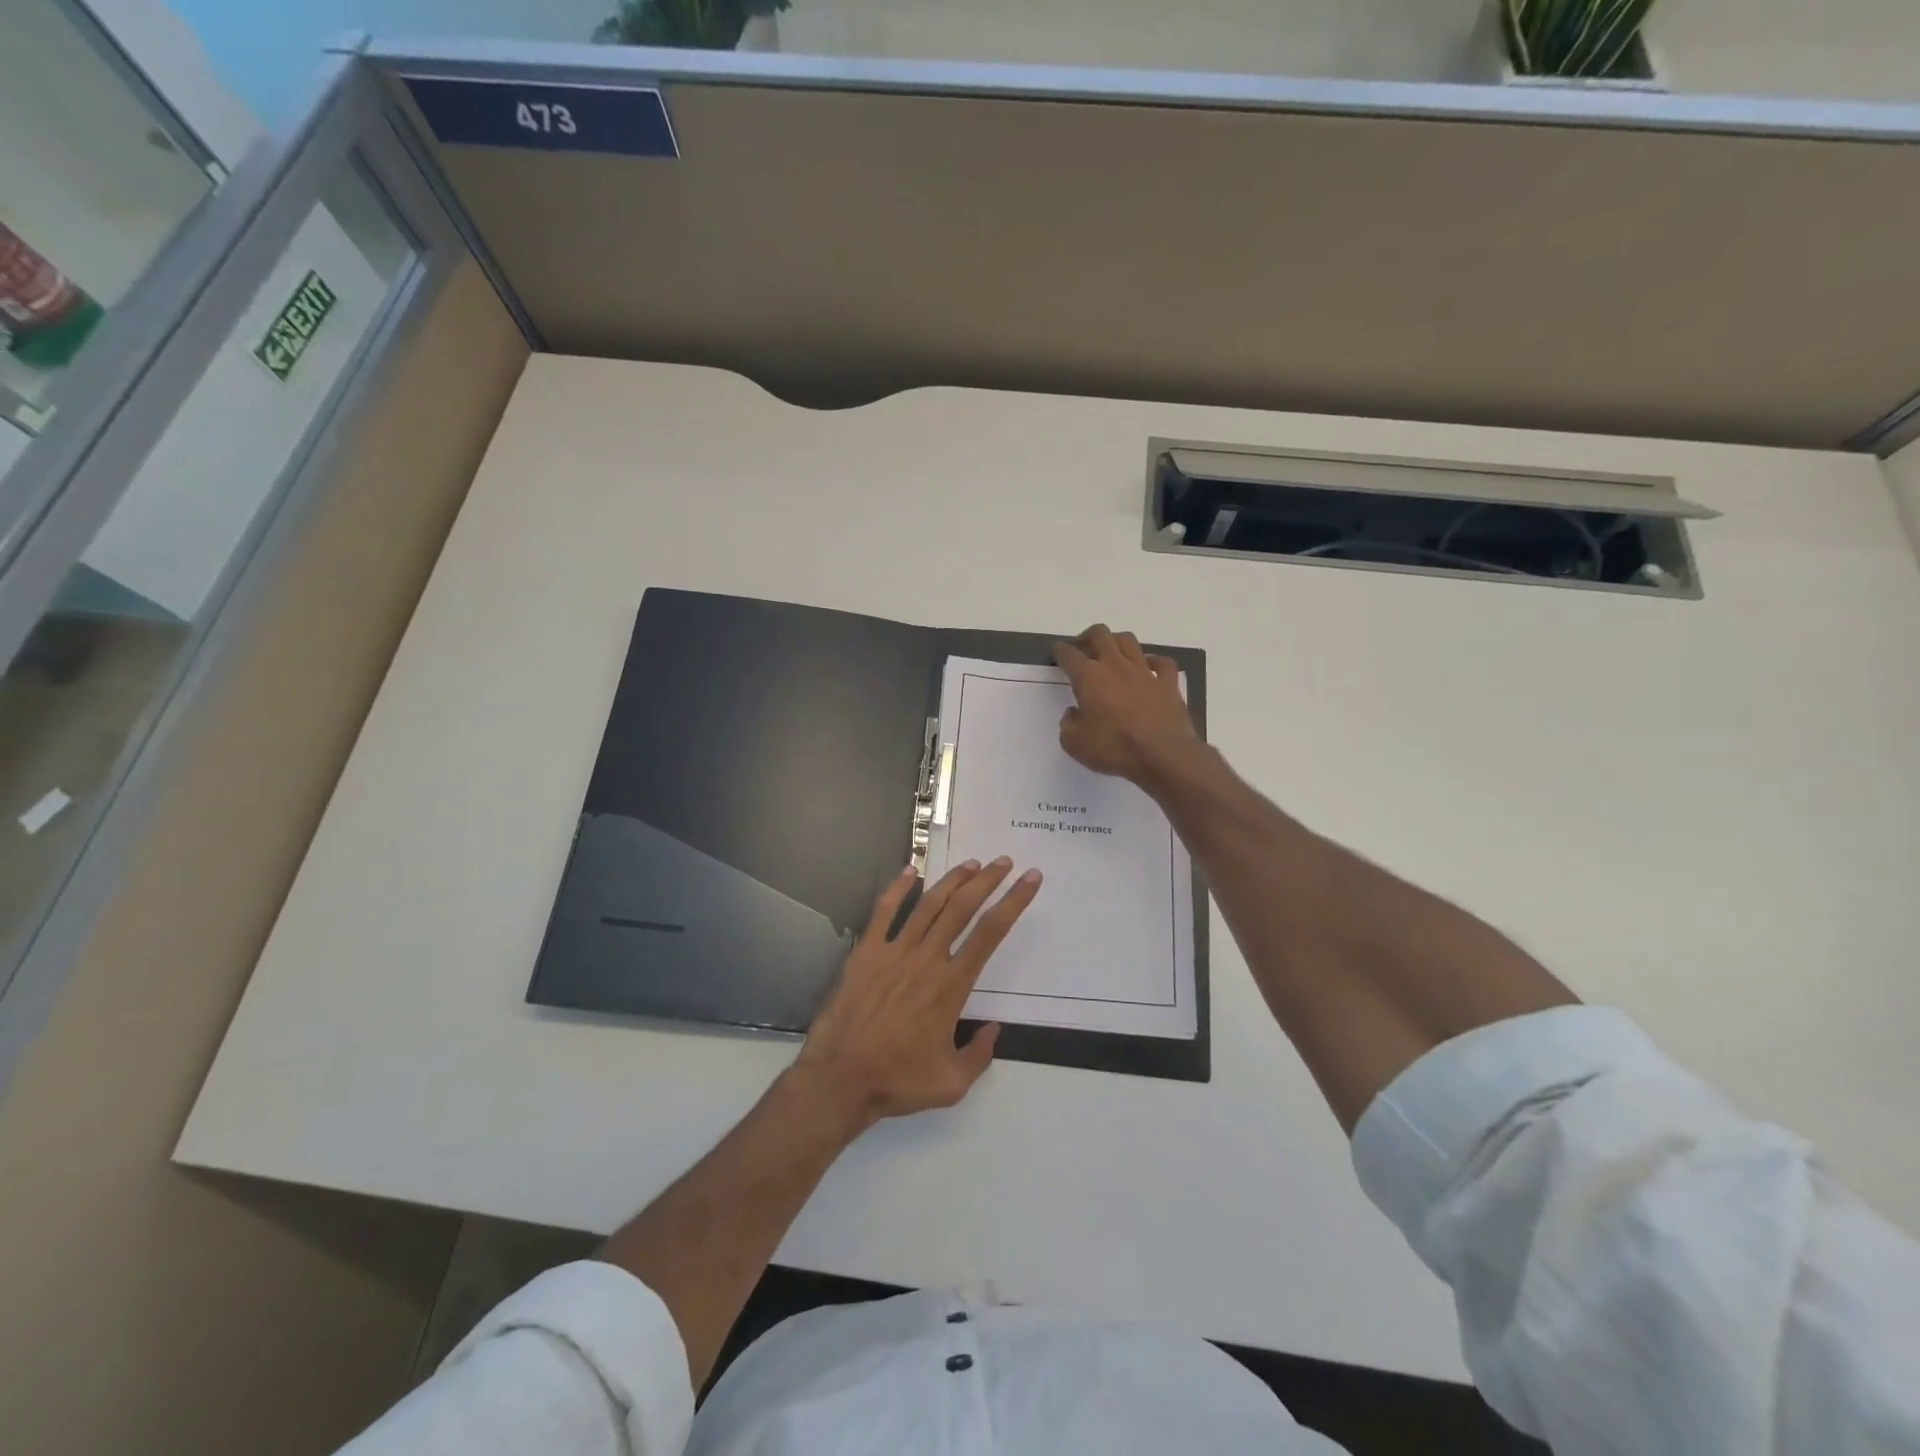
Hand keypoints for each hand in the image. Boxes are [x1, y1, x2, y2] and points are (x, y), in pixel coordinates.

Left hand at [794, 857, 1041, 1130]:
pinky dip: (897, 887)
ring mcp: (894, 952)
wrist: (840, 1079)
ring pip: (928, 904)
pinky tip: (910, 869)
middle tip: (1004, 862)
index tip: (1029, 880)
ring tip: (971, 863)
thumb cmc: (897, 1081)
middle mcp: (927, 959)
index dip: (1014, 902)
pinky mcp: (866, 953)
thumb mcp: (952, 1083)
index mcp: (951, 985)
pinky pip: (883, 912)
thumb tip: (994, 1029)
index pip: (991, 933)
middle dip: (987, 881)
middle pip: (963, 908)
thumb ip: (980, 1055)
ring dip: (952, 880)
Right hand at [1052, 624, 1196, 783]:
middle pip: (1100, 635)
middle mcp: (1116, 666)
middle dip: (1087, 637)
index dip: (1060, 651)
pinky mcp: (1168, 683)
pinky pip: (1162, 662)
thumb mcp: (1075, 743)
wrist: (1162, 755)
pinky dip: (1154, 662)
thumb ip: (1068, 724)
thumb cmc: (1114, 748)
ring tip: (1112, 654)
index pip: (1069, 654)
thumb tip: (1074, 713)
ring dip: (1117, 642)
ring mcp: (1145, 672)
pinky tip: (1149, 668)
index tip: (1058, 651)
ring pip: (1129, 641)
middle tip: (1083, 649)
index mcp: (1089, 677)